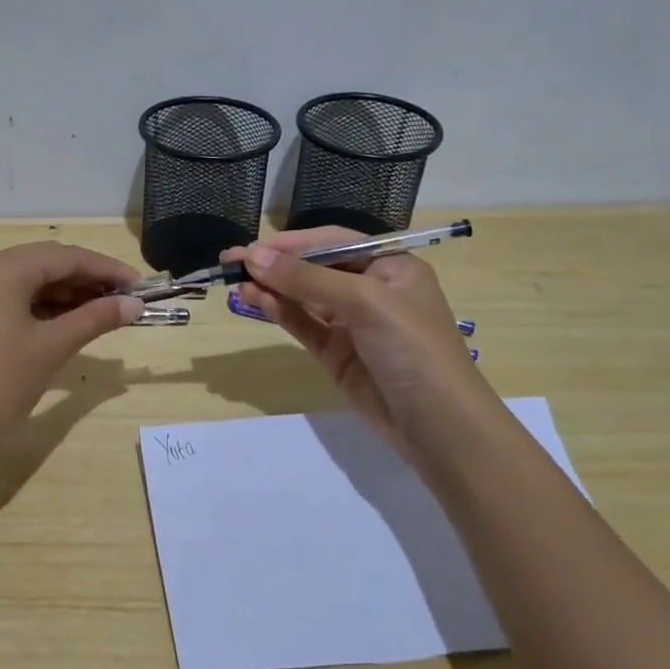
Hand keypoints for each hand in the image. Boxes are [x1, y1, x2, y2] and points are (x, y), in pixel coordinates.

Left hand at [0, 241, 144, 462]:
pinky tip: (72, 322)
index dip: (107, 270)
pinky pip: (16, 299)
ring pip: (32, 282)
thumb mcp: (52, 347)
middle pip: (48, 265)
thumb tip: (135, 305)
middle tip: (127, 302)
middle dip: (89, 281)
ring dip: (69, 295)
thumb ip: (95, 319)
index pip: (67, 257)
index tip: (141, 287)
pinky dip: (45, 309)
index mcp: (4, 267)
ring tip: (107, 313)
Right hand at [226, 228, 495, 466]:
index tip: (251, 247)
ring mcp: (353, 324)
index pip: (333, 241)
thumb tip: (253, 256)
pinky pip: (303, 324)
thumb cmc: (413, 347)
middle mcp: (371, 289)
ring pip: (304, 297)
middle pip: (314, 268)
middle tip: (230, 262)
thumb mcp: (365, 302)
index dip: (291, 242)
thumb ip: (307, 279)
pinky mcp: (337, 354)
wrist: (439, 427)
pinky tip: (256, 301)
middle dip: (275, 264)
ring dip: (272, 288)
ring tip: (236, 283)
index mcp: (390, 266)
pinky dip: (279, 312)